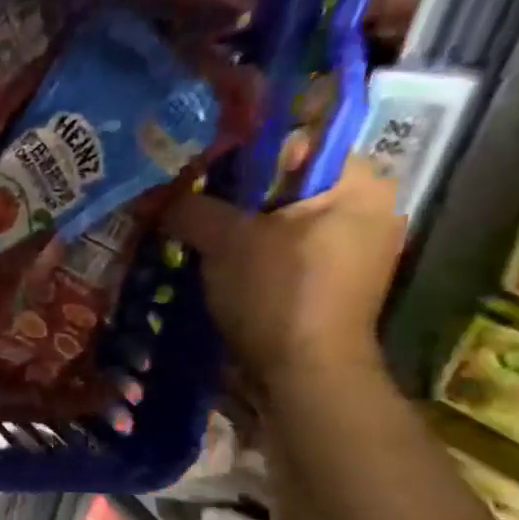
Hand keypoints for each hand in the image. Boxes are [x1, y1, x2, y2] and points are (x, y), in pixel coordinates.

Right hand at [161, 156, 406, 394]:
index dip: (239, 156)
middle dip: (232, 199)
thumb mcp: (226, 241)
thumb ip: (191, 208)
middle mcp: (365, 210)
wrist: (305, 374)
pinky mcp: (329, 285)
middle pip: (284, 187)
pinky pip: (281, 255)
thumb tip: (153, 194)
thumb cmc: (277, 293)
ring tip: (189, 238)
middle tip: (184, 208)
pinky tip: (213, 268)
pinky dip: (248, 258)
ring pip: (278, 224)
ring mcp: (351, 252)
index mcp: (358, 185)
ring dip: (235, 231)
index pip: (294, 145)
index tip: (194, 175)